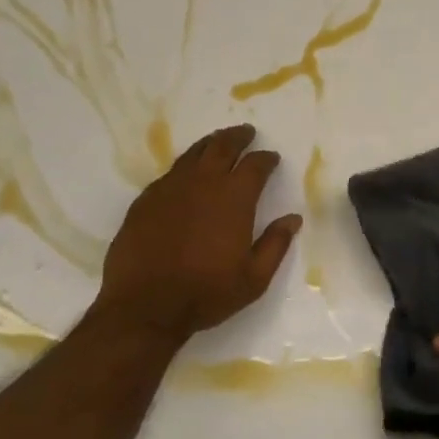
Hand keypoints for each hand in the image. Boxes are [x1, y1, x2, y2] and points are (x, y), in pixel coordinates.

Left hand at [96, 124, 301, 342]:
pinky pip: (170, 173)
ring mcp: (170, 188)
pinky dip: (185, 166)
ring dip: (210, 144)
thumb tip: (293, 219)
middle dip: (238, 137)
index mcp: (234, 198)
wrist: (144, 306)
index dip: (266, 159)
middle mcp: (203, 183)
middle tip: (246, 132)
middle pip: (223, 147)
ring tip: (218, 141)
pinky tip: (187, 173)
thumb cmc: (205, 293)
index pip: (255, 166)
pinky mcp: (146, 200)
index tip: (271, 158)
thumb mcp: (253, 278)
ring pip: (194, 154)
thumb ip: (276, 244)